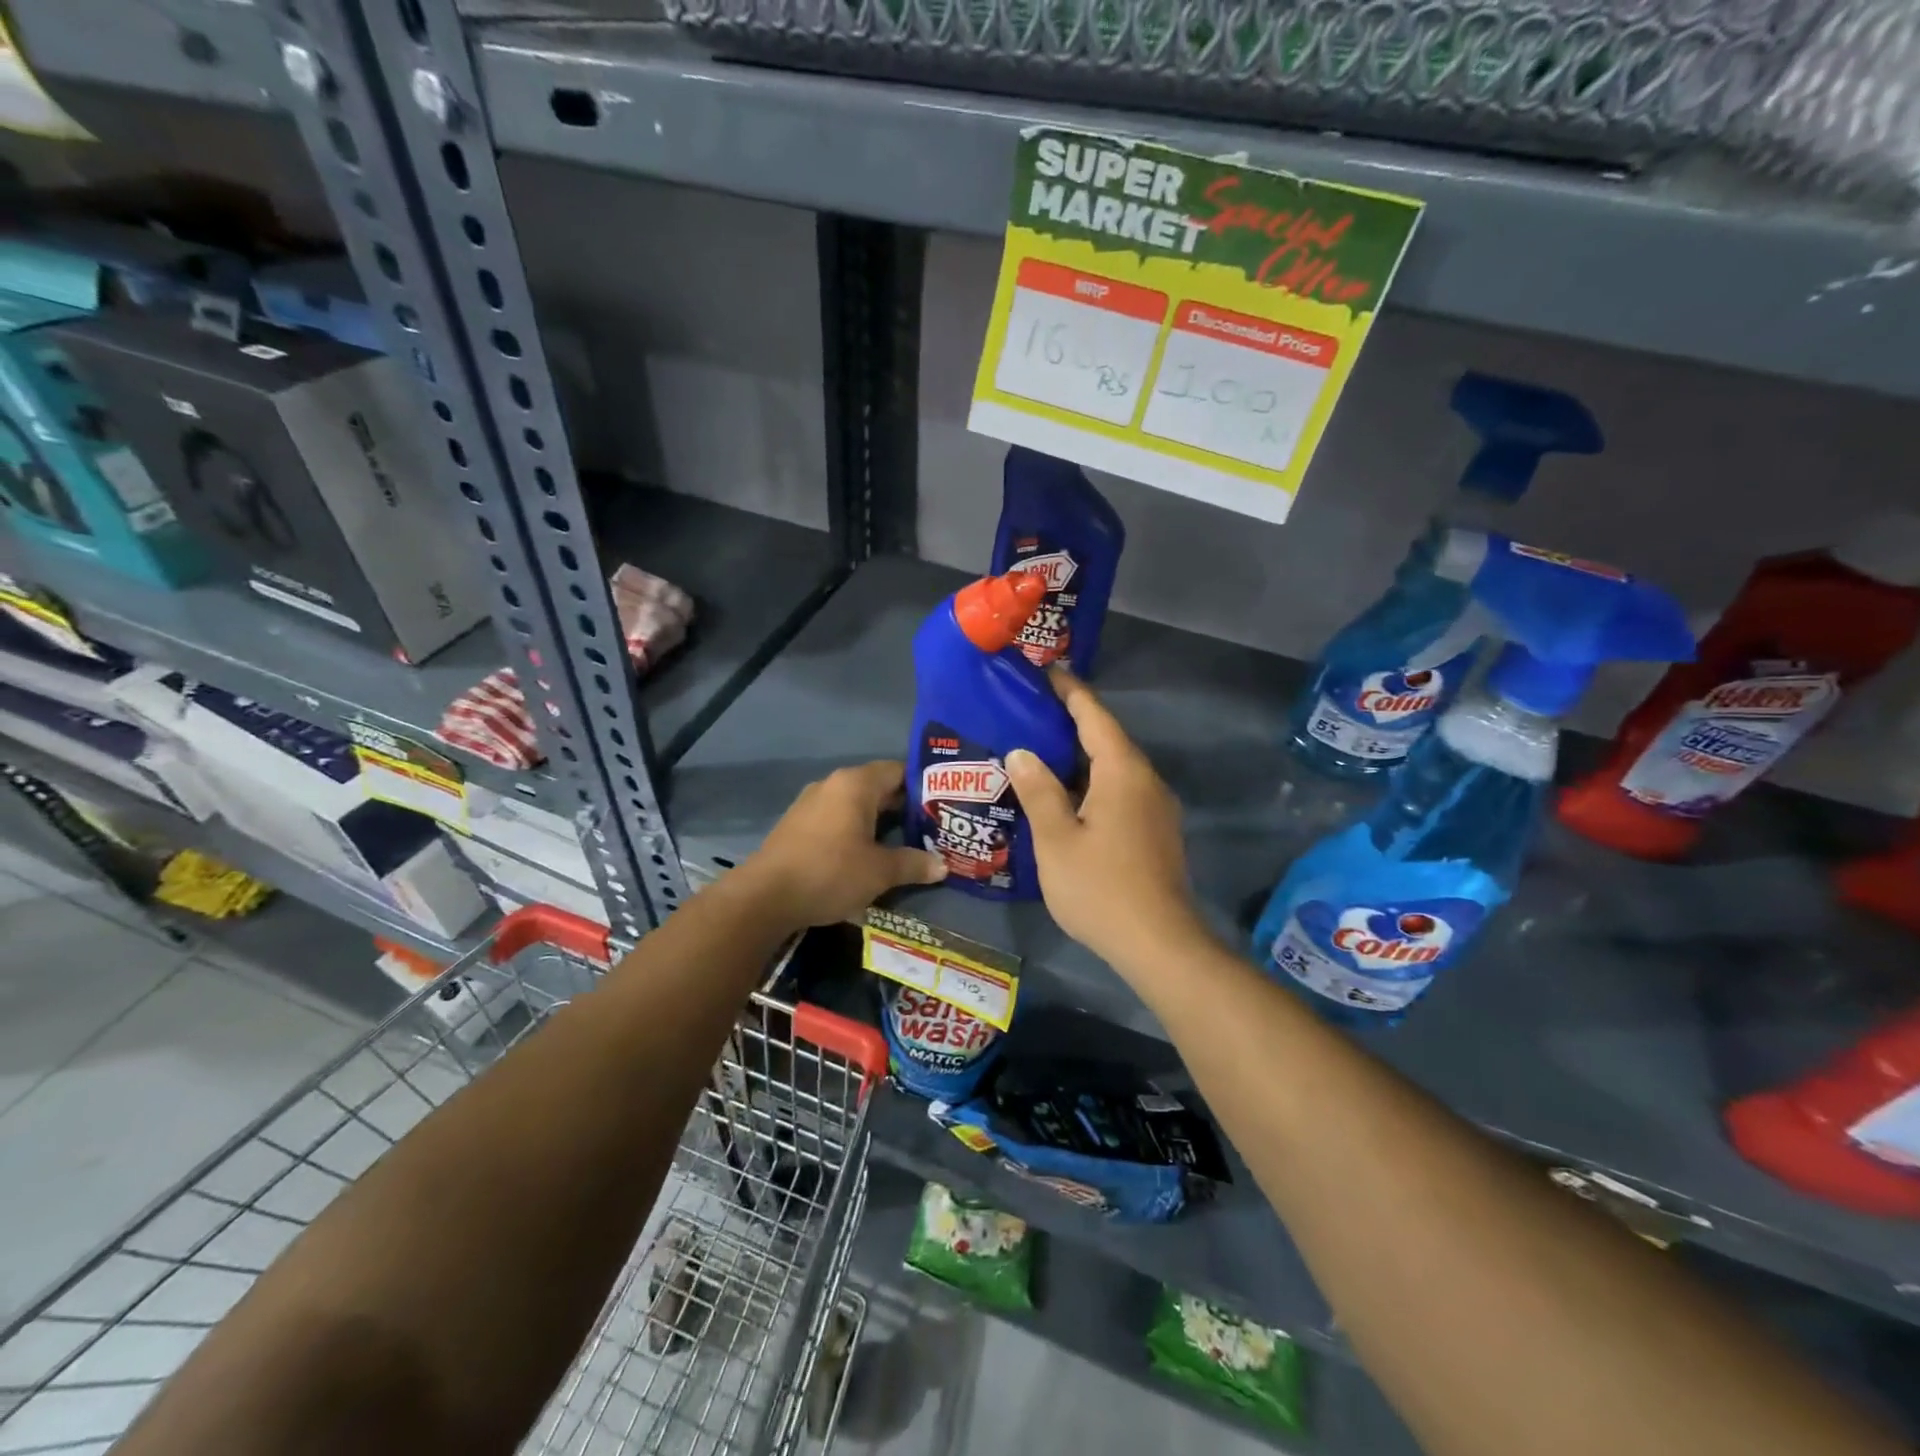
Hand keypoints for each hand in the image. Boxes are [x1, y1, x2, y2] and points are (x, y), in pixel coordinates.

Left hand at [739, 760, 945, 929]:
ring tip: (904, 843)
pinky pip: (836, 820)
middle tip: (931, 828)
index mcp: (856, 784)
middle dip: (904, 808)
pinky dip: (855, 832)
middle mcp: (833, 784)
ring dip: (878, 822)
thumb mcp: (880, 872)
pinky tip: (867, 855)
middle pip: (878, 787)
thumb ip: (913, 864)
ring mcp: (811, 804)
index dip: (923, 786)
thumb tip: (943, 866)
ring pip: (855, 805)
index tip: (943, 805)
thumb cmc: (830, 872)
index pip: (898, 770)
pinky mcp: (797, 825)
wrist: (764, 897)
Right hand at [1006, 670, 1210, 973]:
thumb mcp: (1056, 839)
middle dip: (1074, 721)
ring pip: (1115, 768)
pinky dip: (1094, 781)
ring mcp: (1156, 808)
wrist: (1159, 944)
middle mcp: (1146, 780)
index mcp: (1123, 772)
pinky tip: (1068, 795)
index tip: (1048, 672)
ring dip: (1083, 755)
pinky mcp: (1156, 832)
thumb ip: (1038, 790)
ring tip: (1044, 750)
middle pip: (1108, 738)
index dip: (1071, 692)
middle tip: (1034, 711)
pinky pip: (1122, 791)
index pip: (1095, 717)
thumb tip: (1022, 752)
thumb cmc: (1100, 888)